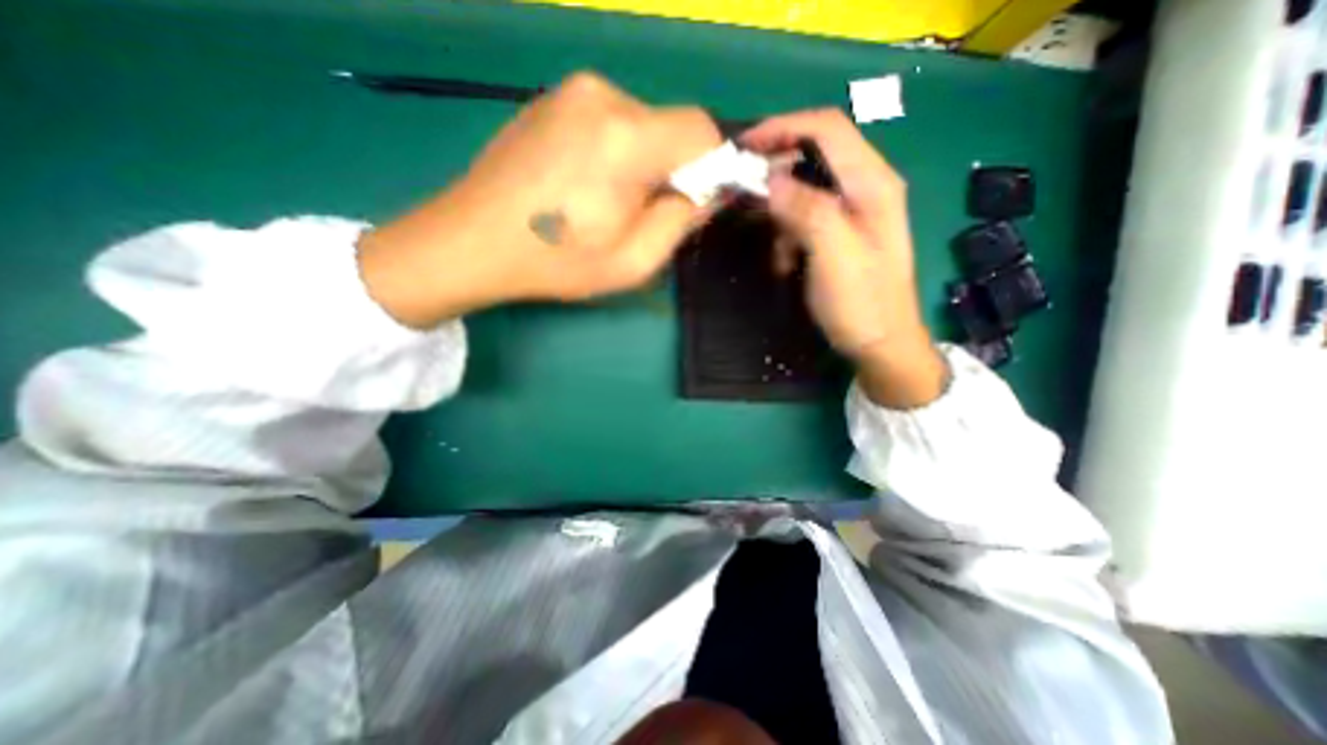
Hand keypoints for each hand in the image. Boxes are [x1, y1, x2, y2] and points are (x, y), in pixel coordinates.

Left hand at [358, 73, 721, 325]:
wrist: (470, 242)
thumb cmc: (555, 261)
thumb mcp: (634, 260)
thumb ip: (682, 220)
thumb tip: (709, 191)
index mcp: (626, 137)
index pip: (702, 130)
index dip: (709, 167)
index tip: (691, 202)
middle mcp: (601, 95)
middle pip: (670, 127)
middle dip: (671, 170)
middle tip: (640, 214)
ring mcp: (570, 92)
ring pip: (640, 124)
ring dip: (641, 163)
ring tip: (605, 203)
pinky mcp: (551, 100)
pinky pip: (608, 121)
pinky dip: (614, 152)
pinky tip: (582, 185)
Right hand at [743, 111, 947, 408]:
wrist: (881, 345)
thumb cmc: (862, 304)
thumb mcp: (835, 256)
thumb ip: (808, 210)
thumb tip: (771, 180)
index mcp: (873, 184)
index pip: (827, 129)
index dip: (783, 128)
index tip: (743, 146)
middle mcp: (865, 189)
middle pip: (814, 156)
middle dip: (776, 174)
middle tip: (745, 198)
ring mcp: (852, 213)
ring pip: (804, 191)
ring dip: (781, 215)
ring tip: (776, 250)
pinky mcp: (838, 234)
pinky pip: (804, 219)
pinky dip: (787, 235)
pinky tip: (786, 263)